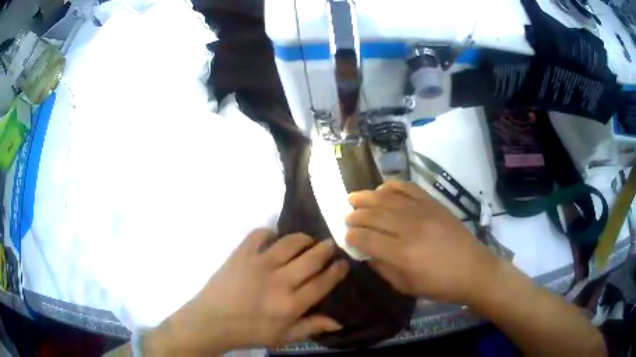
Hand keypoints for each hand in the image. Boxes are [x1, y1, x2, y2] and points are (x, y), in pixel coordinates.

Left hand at [145, 229, 348, 354]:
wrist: (212, 321)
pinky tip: (274, 238)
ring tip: (308, 240)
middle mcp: (279, 281)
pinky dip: (269, 233)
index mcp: (291, 304)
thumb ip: (311, 327)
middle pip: (311, 258)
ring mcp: (259, 264)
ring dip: (304, 238)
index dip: (336, 270)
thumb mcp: (283, 337)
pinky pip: (259, 235)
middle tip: (330, 245)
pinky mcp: (241, 254)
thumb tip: (339, 322)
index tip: (343, 263)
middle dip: (326, 249)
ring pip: (290, 242)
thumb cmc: (249, 331)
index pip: (322, 282)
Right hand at [345, 180, 498, 303]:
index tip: (346, 236)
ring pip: (387, 198)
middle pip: (373, 215)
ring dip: (367, 196)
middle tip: (347, 216)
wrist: (473, 269)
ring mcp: (422, 212)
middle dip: (355, 215)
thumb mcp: (406, 286)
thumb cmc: (439, 285)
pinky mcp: (433, 204)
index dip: (352, 236)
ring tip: (354, 197)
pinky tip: (383, 188)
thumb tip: (366, 252)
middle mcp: (409, 228)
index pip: (367, 238)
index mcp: (401, 254)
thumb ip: (382, 268)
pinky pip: (409, 188)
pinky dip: (393, 186)